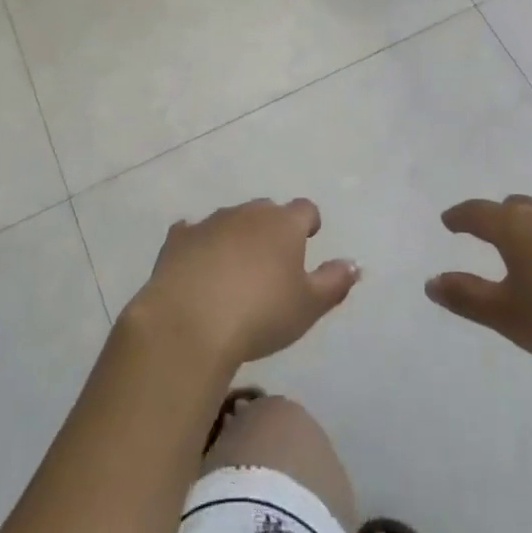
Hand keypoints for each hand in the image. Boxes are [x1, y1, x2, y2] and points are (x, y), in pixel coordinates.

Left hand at [126, 199, 359, 366]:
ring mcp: (210, 223)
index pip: (305, 209)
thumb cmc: (260, 314)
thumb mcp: (308, 306)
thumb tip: (353, 264)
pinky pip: (193, 233)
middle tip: (272, 262)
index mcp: (283, 224)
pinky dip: (199, 245)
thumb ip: (334, 282)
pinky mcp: (178, 239)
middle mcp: (247, 214)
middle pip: (266, 211)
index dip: (308, 224)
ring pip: (230, 220)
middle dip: (271, 229)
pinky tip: (197, 267)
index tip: (308, 240)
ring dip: (236, 237)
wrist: (189, 323)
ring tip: (235, 271)